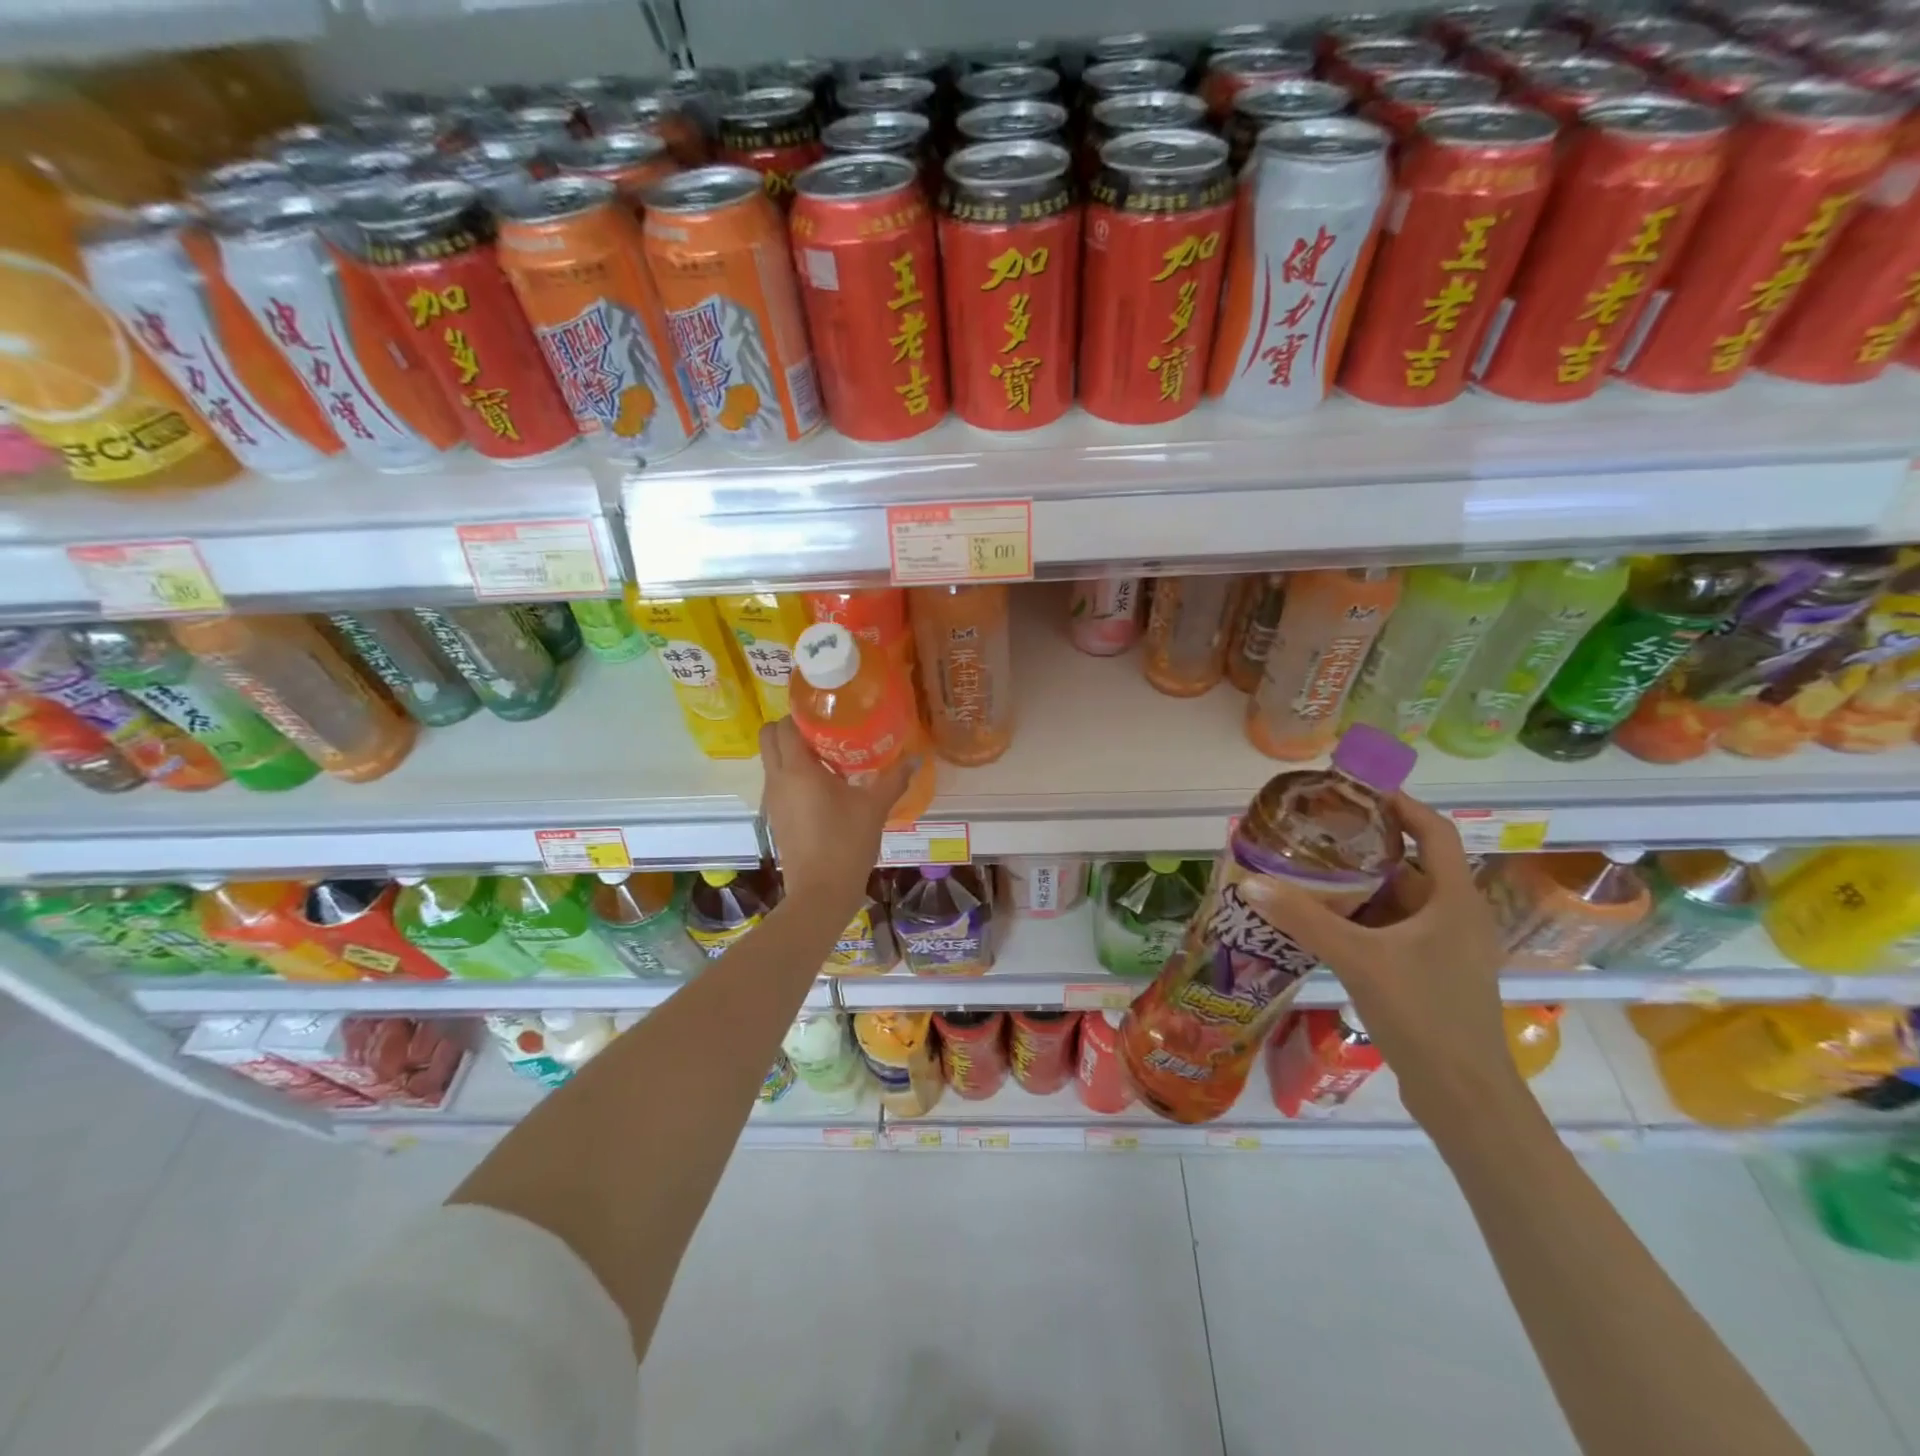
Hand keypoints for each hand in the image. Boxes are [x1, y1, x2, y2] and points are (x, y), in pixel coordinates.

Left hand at [759, 718, 910, 910]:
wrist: (820, 894)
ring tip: (830, 756)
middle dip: (791, 728)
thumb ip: (894, 779)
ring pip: (772, 760)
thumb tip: (917, 757)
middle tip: (825, 731)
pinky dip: (794, 773)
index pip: (784, 725)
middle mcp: (777, 779)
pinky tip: (826, 786)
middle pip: (769, 737)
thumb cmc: (846, 844)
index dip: (801, 713)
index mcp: (798, 770)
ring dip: (792, 751)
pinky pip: (778, 781)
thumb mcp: (874, 808)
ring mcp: (773, 800)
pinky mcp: (775, 816)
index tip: (827, 712)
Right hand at [1236, 791, 1523, 1125]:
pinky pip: (1392, 931)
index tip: (1358, 790)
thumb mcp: (1359, 959)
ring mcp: (1445, 950)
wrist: (1463, 1097)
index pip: (1435, 833)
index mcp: (1456, 901)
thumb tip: (1251, 882)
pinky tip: (1322, 923)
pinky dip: (1360, 920)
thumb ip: (1304, 919)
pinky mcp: (1430, 975)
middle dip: (1364, 848)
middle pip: (1410, 866)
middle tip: (1315, 833)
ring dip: (1358, 887)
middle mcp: (1456, 918)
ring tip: (1308, 873)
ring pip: (1398, 902)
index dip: (1401, 806)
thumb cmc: (1424, 1014)